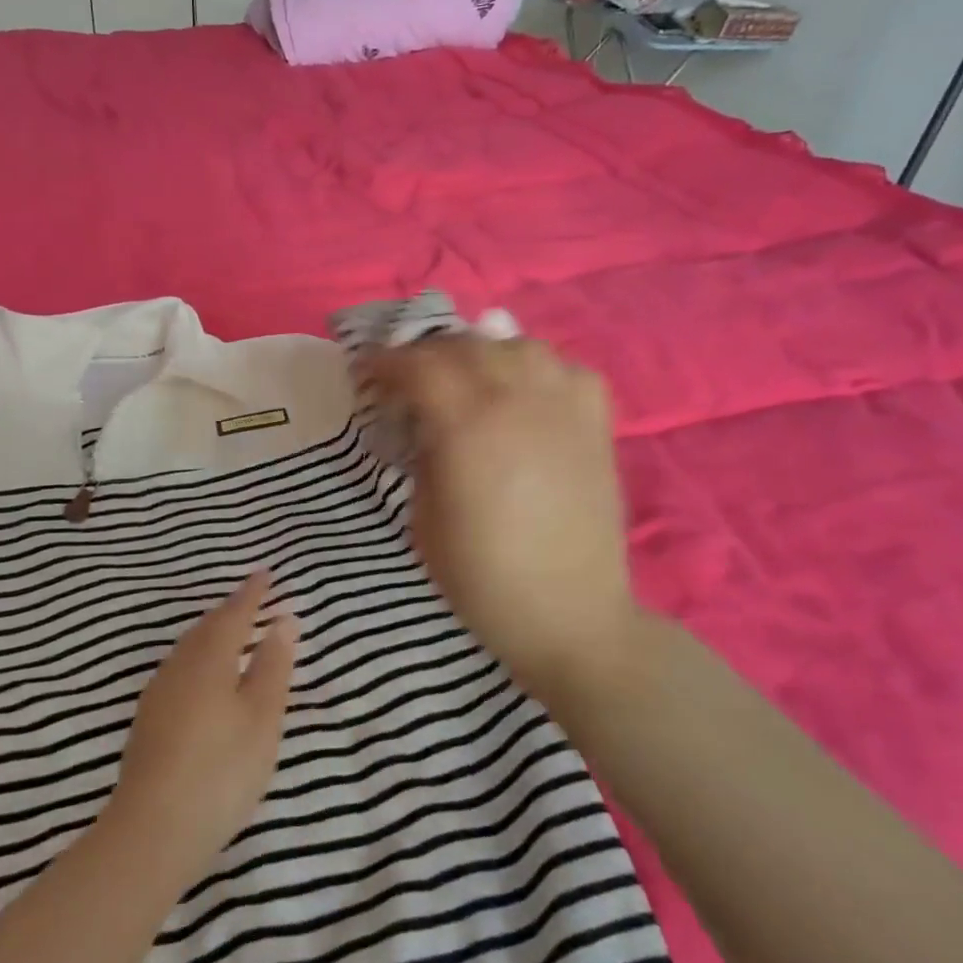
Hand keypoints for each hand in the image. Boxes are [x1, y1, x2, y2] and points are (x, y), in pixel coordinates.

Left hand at [106, 572, 296, 882]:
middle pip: (207, 628)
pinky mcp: (148, 721)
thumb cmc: (221, 769)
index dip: (252, 594)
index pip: (234, 614)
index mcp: (209, 658)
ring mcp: (158, 694)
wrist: (152, 831)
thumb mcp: (261, 717)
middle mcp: (179, 667)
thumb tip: (283, 621)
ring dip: (213, 635)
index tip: (266, 573)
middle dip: (231, 611)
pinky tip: (206, 679)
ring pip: (190, 649)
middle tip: (252, 600)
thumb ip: (273, 666)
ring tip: (233, 633)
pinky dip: (200, 660)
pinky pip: (180, 670)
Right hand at [359, 336, 639, 705]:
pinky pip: (567, 369)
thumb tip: (424, 422)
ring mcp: (564, 408)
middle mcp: (518, 401)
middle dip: (427, 354)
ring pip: (519, 345)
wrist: (569, 616)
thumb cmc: (482, 578)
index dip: (385, 363)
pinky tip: (526, 393)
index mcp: (467, 427)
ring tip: (468, 378)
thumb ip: (422, 455)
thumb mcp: (424, 518)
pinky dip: (538, 369)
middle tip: (408, 379)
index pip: (419, 366)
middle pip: (466, 346)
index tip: (366, 373)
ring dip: (483, 352)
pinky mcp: (596, 424)